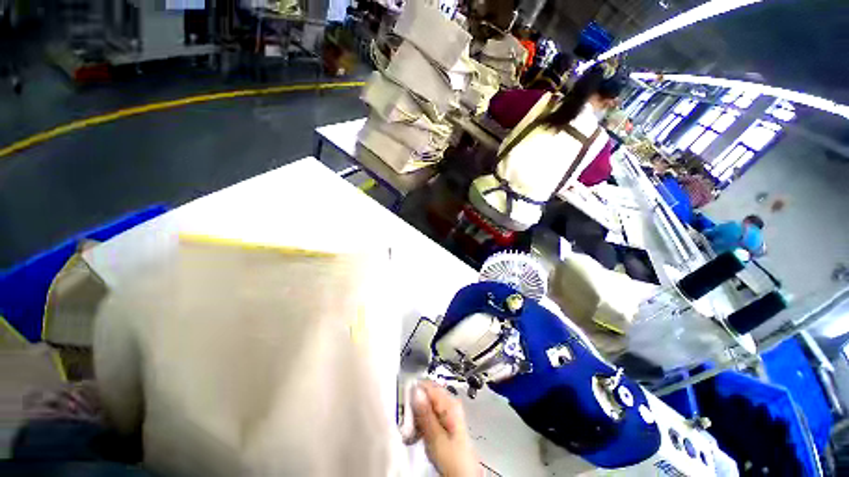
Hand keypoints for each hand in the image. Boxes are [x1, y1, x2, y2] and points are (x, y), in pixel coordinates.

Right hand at [412, 381, 480, 476]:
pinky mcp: (444, 421)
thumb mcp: (435, 436)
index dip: (413, 392)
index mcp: (450, 402)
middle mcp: (449, 403)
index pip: (427, 385)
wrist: (463, 475)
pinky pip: (428, 414)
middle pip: (426, 394)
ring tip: (410, 431)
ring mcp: (447, 412)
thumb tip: (415, 390)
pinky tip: (416, 434)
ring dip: (416, 416)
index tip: (403, 404)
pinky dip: (420, 423)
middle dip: (414, 406)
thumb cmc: (452, 458)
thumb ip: (425, 412)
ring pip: (426, 405)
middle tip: (406, 422)